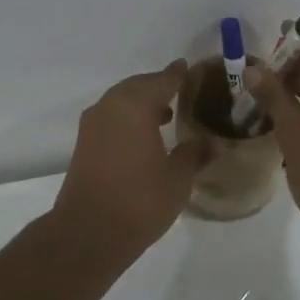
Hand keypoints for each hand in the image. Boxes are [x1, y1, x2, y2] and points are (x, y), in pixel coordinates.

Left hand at [52, 59, 207, 256]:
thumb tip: (215, 142)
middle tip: (180, 91)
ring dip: (141, 103)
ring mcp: (92, 125)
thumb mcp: (177, 178)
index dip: (177, 75)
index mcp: (134, 105)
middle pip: (137, 86)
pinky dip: (128, 118)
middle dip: (158, 87)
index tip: (188, 67)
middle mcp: (110, 107)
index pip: (161, 80)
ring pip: (121, 101)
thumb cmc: (140, 200)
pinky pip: (110, 117)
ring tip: (166, 115)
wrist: (89, 232)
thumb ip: (195, 154)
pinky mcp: (84, 144)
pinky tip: (144, 135)